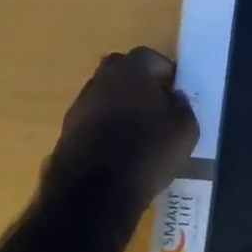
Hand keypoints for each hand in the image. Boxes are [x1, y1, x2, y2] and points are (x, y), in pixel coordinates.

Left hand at [47, 47, 198, 210]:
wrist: (94, 194)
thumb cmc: (147, 151)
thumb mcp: (185, 129)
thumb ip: (183, 106)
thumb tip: (175, 98)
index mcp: (132, 69)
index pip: (152, 58)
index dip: (166, 74)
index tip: (176, 93)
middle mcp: (102, 78)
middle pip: (122, 70)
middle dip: (139, 83)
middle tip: (155, 106)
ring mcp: (80, 105)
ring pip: (105, 95)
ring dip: (119, 105)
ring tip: (137, 132)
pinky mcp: (66, 131)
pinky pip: (93, 120)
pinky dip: (104, 128)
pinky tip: (117, 150)